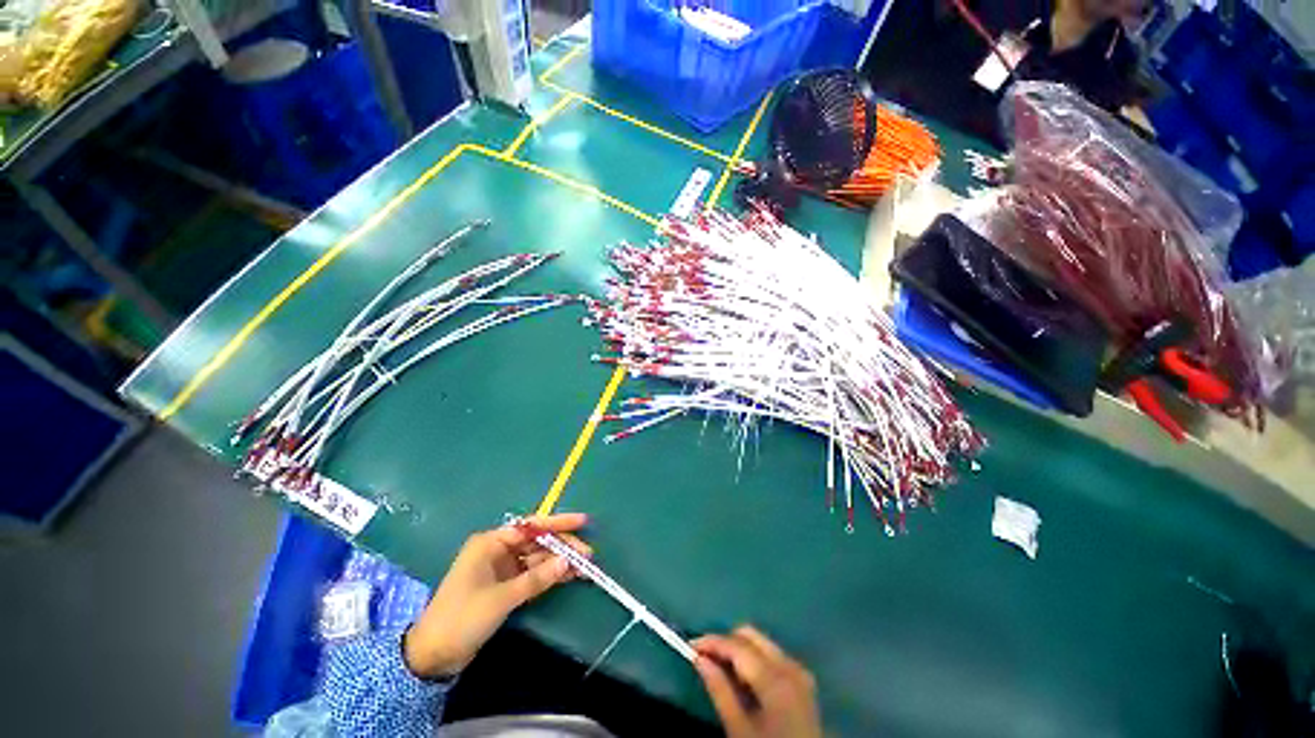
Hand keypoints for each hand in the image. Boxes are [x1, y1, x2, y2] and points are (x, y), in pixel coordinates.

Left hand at [403, 513, 590, 678]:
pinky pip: (533, 575)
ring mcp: (502, 569)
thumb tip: (569, 561)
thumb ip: (537, 578)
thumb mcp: (501, 598)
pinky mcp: (505, 586)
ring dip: (559, 562)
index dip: (558, 523)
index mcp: (491, 543)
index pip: (531, 526)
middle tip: (588, 555)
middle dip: (562, 547)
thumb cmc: (462, 618)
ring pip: (537, 559)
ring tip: (585, 567)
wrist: (433, 656)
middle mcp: (497, 550)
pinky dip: (549, 576)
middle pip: (537, 542)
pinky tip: (569, 576)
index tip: (583, 521)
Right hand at [693, 626, 821, 737]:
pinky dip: (755, 659)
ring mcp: (799, 671)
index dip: (712, 642)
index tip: (690, 646)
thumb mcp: (739, 730)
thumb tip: (699, 659)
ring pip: (762, 642)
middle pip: (751, 635)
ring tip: (722, 670)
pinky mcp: (803, 680)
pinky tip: (744, 679)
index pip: (737, 646)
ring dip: (740, 649)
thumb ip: (719, 691)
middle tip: (706, 658)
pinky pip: (773, 655)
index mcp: (775, 679)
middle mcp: (790, 666)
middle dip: (726, 642)